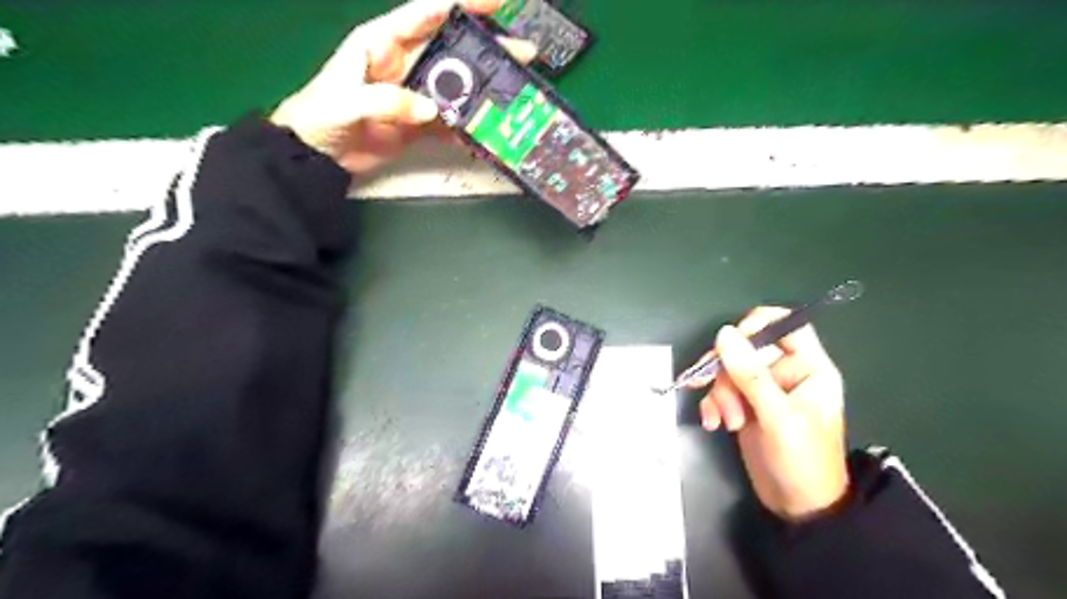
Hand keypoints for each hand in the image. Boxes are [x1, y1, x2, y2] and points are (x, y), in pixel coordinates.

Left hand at [272, 1, 537, 175]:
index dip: (462, 5)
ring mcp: (416, 95)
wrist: (318, 154)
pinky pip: (450, 121)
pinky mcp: (420, 123)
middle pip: (454, 51)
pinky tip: (486, 128)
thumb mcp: (347, 101)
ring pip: (457, 87)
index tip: (495, 3)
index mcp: (383, 42)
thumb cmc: (321, 115)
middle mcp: (406, 63)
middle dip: (488, 49)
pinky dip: (468, 125)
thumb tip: (432, 109)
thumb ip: (387, 101)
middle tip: (523, 53)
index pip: (427, 14)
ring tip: (515, 92)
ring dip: (485, 90)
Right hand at [692, 308, 852, 522]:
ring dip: (719, 394)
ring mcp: (762, 389)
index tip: (731, 342)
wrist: (796, 507)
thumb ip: (751, 374)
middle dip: (728, 372)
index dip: (758, 325)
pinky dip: (712, 404)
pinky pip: (720, 390)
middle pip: (746, 348)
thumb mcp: (778, 416)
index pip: (786, 324)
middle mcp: (785, 372)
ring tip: (725, 420)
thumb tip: (724, 333)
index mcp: (808, 367)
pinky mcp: (744, 404)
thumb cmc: (802, 460)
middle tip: (721, 396)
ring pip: (728, 370)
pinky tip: (712, 423)